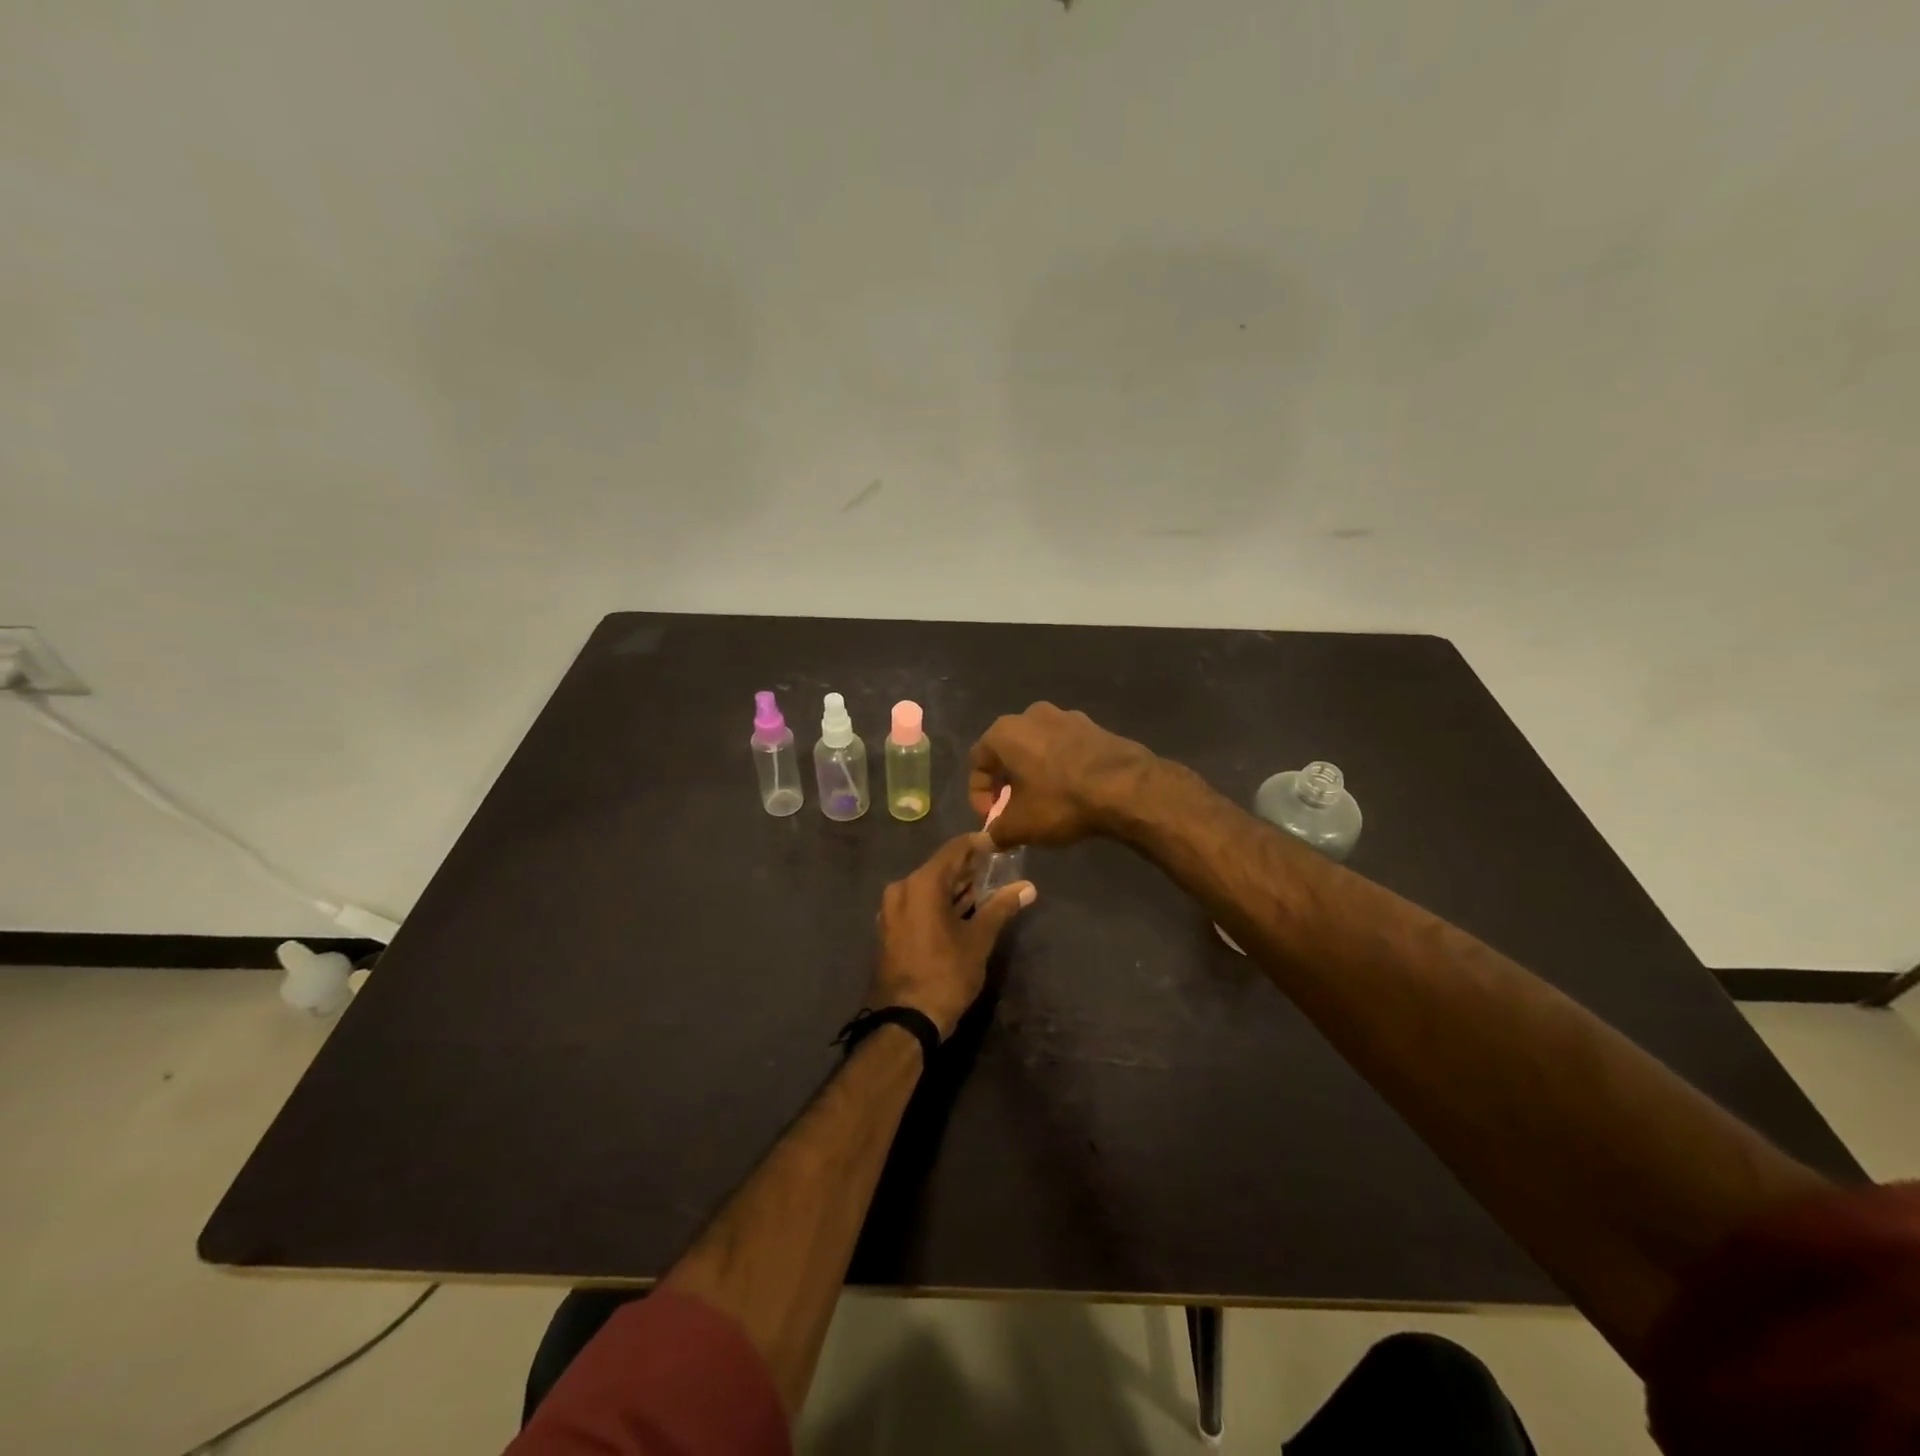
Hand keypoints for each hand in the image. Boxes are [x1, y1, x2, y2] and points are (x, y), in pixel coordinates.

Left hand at [869, 833, 1034, 1039]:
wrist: (906, 1020)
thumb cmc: (946, 974)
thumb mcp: (979, 939)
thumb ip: (1001, 907)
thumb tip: (1028, 888)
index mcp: (922, 884)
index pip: (955, 850)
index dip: (979, 844)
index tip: (1002, 844)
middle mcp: (902, 888)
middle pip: (940, 867)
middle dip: (969, 868)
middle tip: (999, 868)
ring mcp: (892, 909)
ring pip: (929, 887)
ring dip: (955, 887)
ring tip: (987, 888)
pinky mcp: (891, 927)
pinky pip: (919, 903)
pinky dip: (940, 902)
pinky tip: (963, 910)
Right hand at [968, 703, 1156, 846]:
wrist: (1126, 787)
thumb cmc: (1061, 801)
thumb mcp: (1020, 825)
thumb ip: (995, 832)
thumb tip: (984, 841)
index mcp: (1004, 732)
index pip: (977, 762)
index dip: (978, 795)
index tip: (992, 819)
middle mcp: (1031, 715)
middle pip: (1007, 751)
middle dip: (1006, 782)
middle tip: (1014, 810)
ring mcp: (1066, 716)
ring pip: (1037, 747)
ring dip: (1034, 773)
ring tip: (1043, 802)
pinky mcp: (1094, 726)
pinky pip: (1065, 747)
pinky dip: (1060, 767)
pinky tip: (1070, 791)